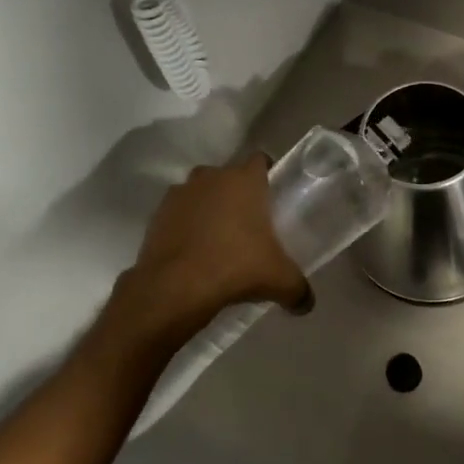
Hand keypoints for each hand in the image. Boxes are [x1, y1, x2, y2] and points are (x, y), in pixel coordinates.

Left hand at [123, 155, 309, 331]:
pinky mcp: (157, 215)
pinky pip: (179, 214)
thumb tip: (307, 303)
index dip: (267, 174)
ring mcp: (180, 194)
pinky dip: (186, 226)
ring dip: (209, 208)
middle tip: (249, 224)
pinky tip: (194, 252)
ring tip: (218, 240)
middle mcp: (211, 177)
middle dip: (238, 195)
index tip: (273, 196)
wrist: (173, 288)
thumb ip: (298, 289)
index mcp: (244, 180)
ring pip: (201, 193)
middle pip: (229, 177)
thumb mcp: (279, 280)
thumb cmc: (235, 268)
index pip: (260, 160)